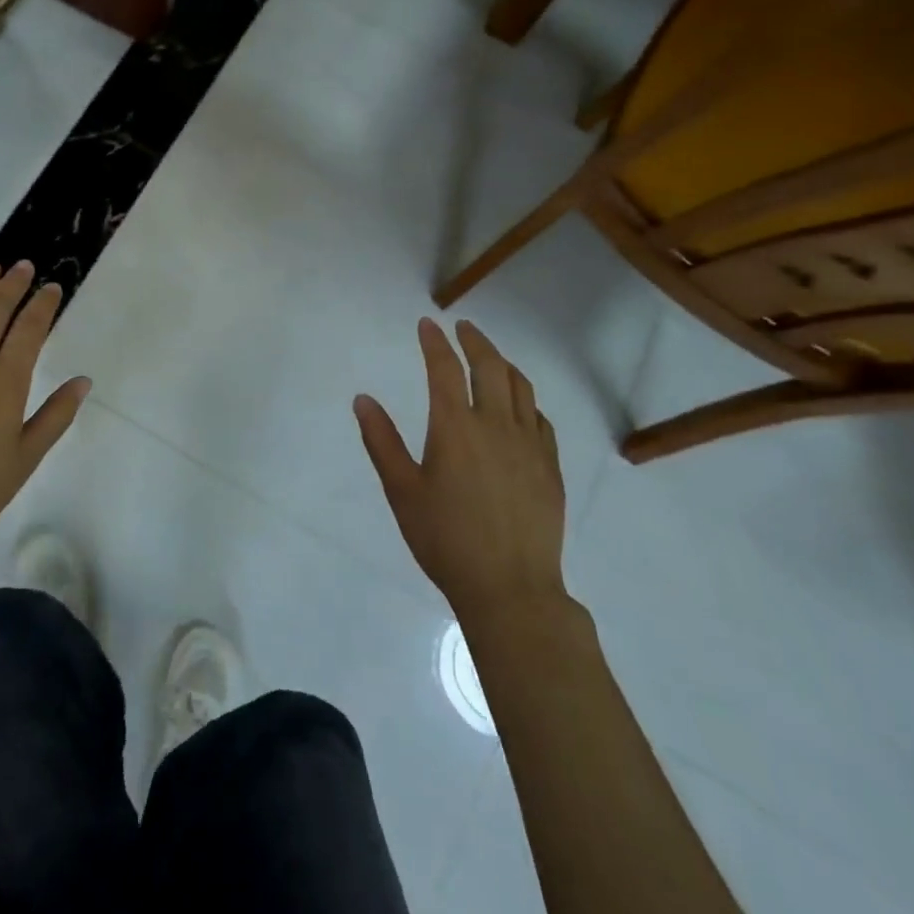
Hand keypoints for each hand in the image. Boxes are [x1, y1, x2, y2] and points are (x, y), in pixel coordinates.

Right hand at [354, 318, 566, 617]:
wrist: (511, 589)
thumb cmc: (445, 539)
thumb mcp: (401, 491)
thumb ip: (381, 441)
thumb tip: (363, 399)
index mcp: (455, 427)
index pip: (444, 368)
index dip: (434, 342)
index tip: (427, 324)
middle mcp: (495, 425)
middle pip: (490, 367)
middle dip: (475, 341)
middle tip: (463, 327)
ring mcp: (529, 445)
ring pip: (521, 387)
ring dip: (503, 363)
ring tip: (491, 356)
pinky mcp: (550, 467)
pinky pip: (540, 419)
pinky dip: (526, 400)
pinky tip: (519, 406)